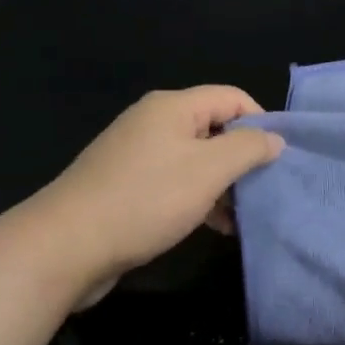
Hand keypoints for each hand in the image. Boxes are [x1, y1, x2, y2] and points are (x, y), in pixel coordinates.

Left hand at [29, 86, 283, 306]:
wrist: (66, 246)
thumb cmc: (146, 199)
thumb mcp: (209, 170)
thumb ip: (249, 148)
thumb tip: (274, 138)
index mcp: (173, 107)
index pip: (233, 97)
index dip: (261, 122)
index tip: (278, 158)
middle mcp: (154, 123)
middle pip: (215, 128)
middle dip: (243, 158)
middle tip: (264, 190)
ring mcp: (137, 155)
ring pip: (197, 160)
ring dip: (223, 185)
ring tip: (242, 217)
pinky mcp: (127, 186)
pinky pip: (175, 182)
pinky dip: (199, 199)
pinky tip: (215, 227)